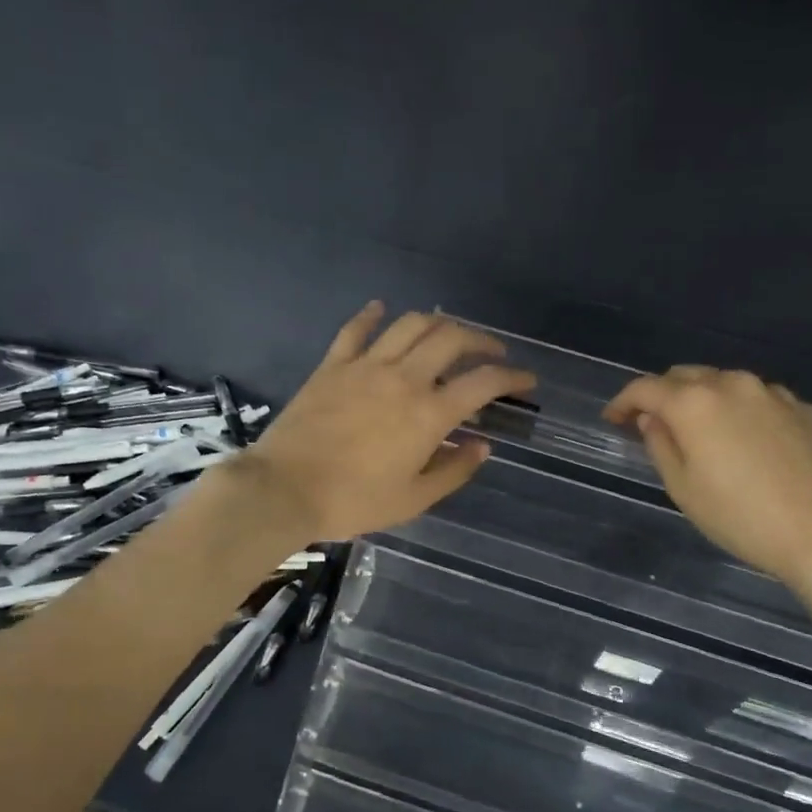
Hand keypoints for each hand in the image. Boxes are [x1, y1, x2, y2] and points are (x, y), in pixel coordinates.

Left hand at [229, 303, 535, 543]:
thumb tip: (482, 445)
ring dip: (437, 322)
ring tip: (448, 334)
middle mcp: (403, 379)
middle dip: (481, 340)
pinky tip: (381, 309)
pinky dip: (372, 315)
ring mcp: (365, 366)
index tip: (526, 381)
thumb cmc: (354, 502)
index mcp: (429, 414)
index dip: (512, 377)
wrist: (285, 490)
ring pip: (410, 324)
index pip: (483, 382)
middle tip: (491, 353)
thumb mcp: (414, 499)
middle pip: (451, 338)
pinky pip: (356, 329)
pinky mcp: (333, 365)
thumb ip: (454, 470)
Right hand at [603, 366, 811, 599]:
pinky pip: (759, 399)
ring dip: (703, 400)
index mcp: (695, 403)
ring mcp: (774, 393)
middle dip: (662, 395)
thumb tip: (652, 419)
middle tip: (652, 423)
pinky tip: (744, 442)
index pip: (645, 388)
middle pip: (685, 376)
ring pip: (725, 383)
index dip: (623, 401)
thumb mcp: (683, 488)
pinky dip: (740, 411)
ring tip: (700, 432)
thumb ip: (660, 444)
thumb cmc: (740, 518)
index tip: (613, 420)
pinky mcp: (804, 409)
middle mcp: (733, 384)